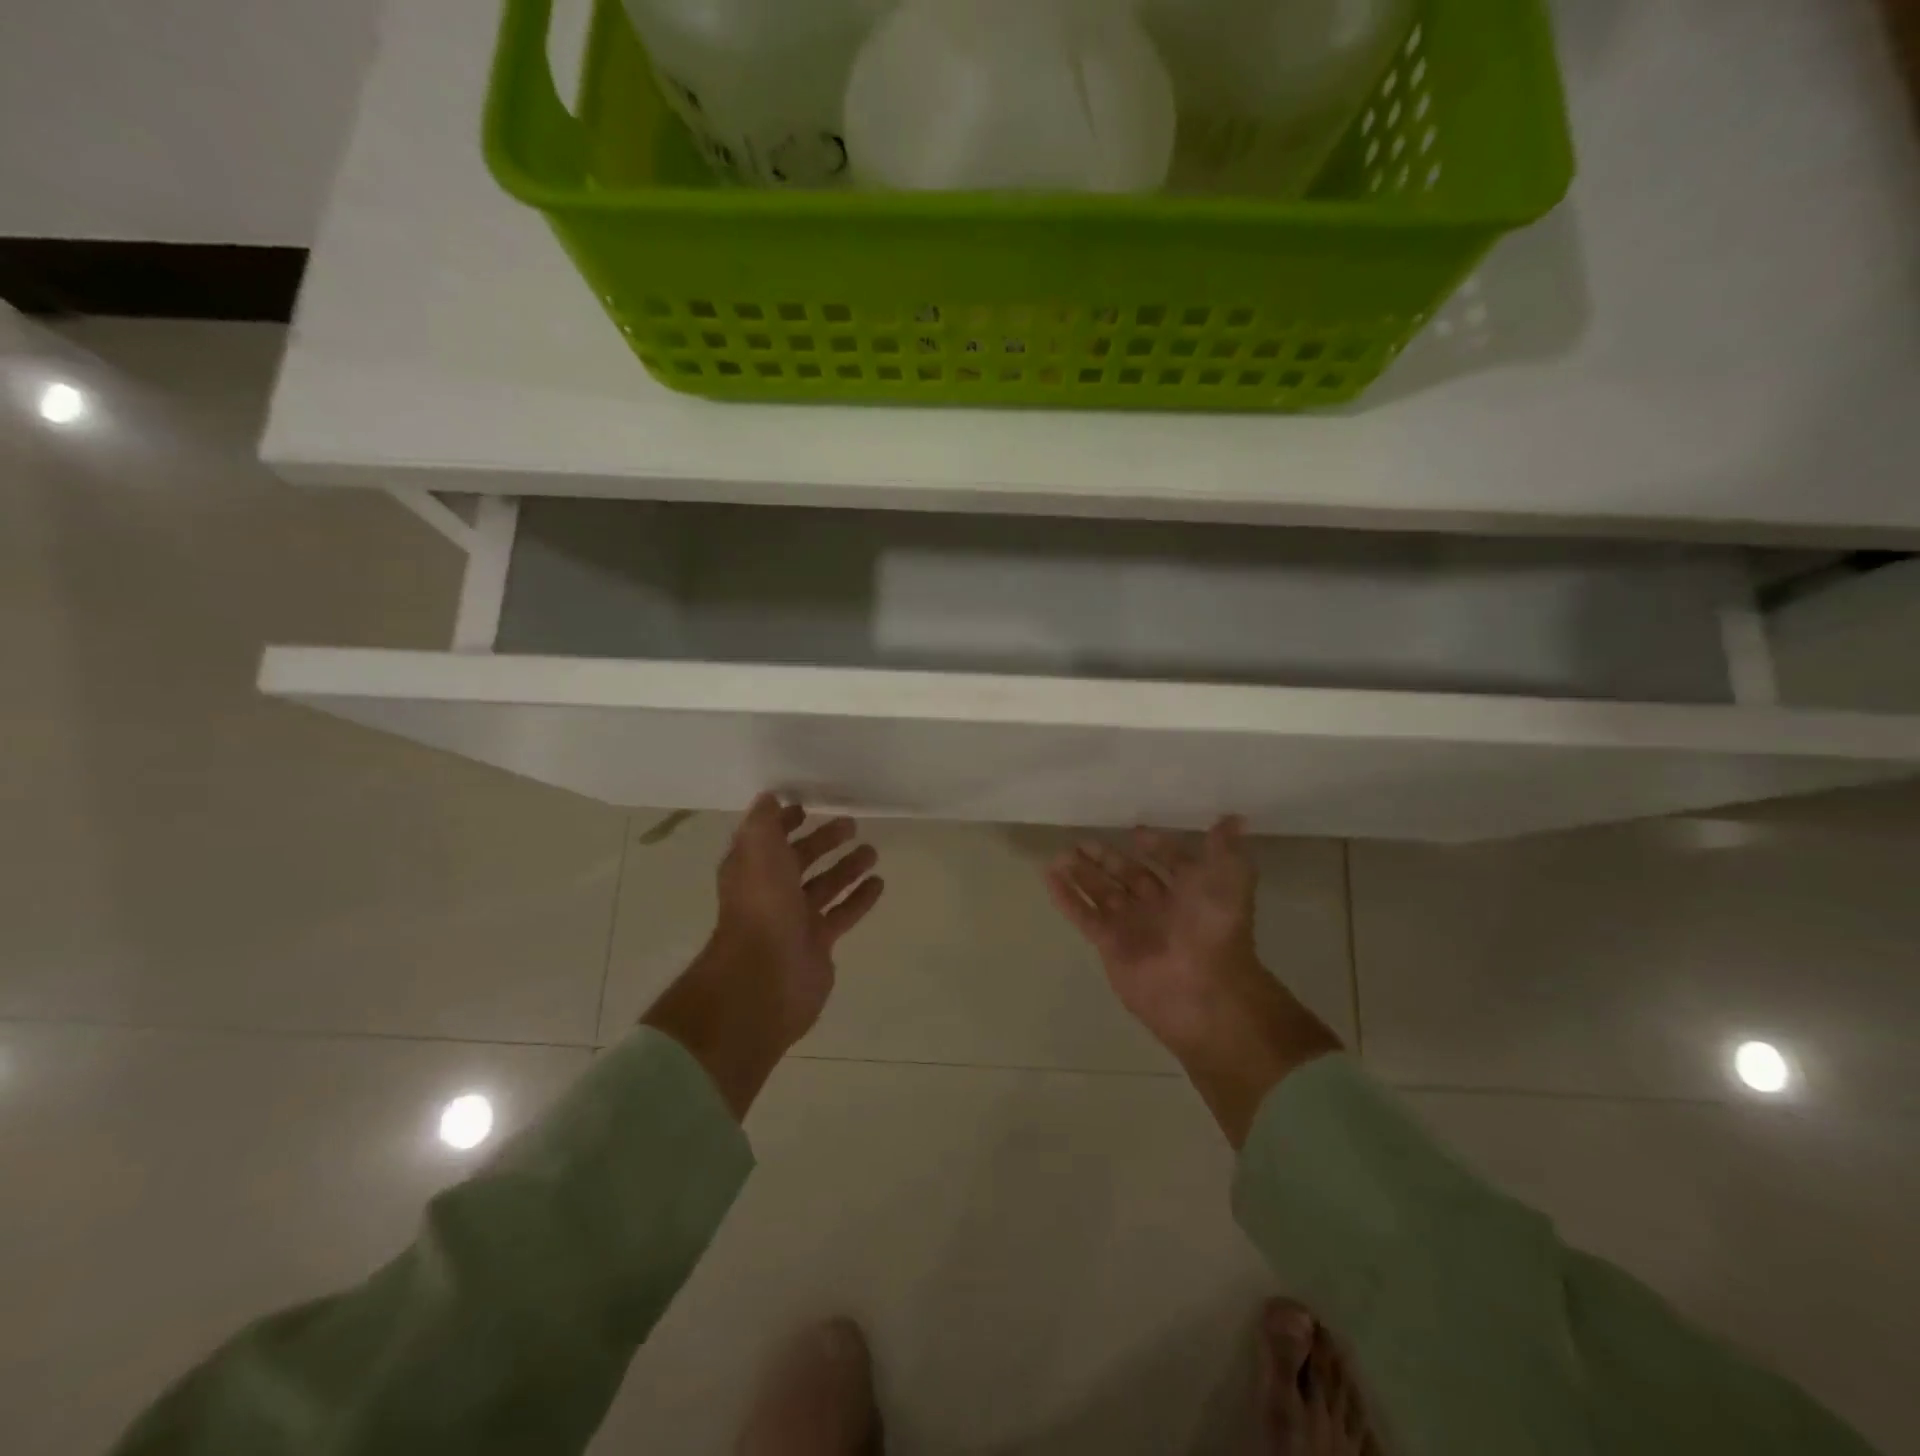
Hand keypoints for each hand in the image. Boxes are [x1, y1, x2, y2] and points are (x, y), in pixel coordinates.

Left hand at [711, 795, 885, 1046]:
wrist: (766, 977)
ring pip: (825, 886)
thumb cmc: (762, 907)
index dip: (783, 823)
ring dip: (846, 867)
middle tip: (851, 824)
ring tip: (872, 851)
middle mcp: (771, 893)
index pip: (768, 839)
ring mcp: (795, 920)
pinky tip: (879, 883)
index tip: (806, 807)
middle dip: (822, 841)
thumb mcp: (758, 851)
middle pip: (800, 860)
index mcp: (752, 870)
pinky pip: (842, 914)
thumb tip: (769, 798)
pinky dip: (859, 898)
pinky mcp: (818, 943)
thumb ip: (765, 823)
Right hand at [1045, 818, 1340, 1145]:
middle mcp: (1158, 906)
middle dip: (1107, 858)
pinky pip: (1083, 915)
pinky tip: (1049, 876)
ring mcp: (1131, 925)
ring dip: (1082, 873)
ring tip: (1060, 854)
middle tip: (1081, 840)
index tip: (1136, 832)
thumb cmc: (1215, 929)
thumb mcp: (1230, 880)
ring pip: (1101, 892)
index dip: (1157, 847)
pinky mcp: (1108, 943)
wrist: (1201, 989)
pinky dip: (1066, 896)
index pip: (1170, 863)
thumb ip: (1225, 849)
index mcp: (1189, 891)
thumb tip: (1234, 818)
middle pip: (1128, 876)